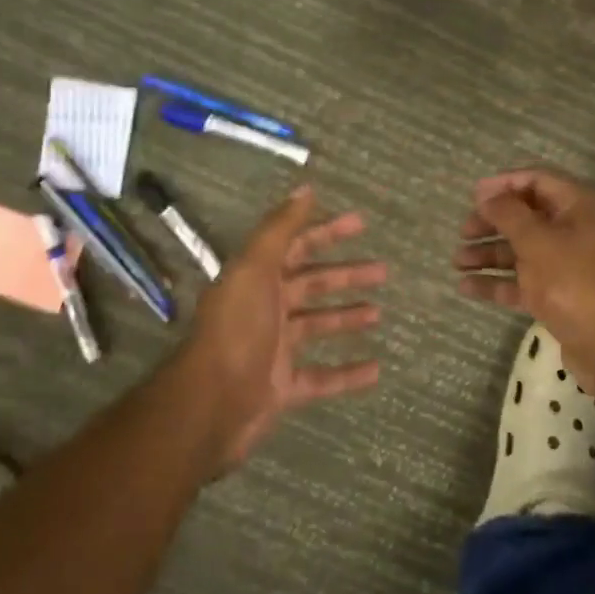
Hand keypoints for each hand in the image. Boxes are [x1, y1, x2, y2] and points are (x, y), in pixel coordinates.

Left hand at [180, 185, 385, 469]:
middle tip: (383, 270)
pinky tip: (376, 369)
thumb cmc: (237, 330)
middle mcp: (265, 309)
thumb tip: (305, 189)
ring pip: (317, 326)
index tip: (361, 223)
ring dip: (346, 318)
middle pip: (312, 285)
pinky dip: (347, 374)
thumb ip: (280, 230)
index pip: (297, 247)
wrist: (211, 404)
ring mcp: (274, 349)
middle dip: (345, 276)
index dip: (327, 232)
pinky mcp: (283, 387)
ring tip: (379, 313)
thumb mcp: (255, 270)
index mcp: (257, 279)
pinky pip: (321, 377)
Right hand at [453, 168, 594, 384]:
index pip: (537, 180)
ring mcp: (564, 264)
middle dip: (491, 222)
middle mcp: (572, 230)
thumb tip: (486, 194)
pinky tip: (465, 286)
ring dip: (488, 252)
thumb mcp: (536, 240)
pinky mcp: (556, 294)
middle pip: (525, 216)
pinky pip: (520, 280)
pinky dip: (496, 281)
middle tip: (463, 232)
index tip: (472, 195)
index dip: (504, 184)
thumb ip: (508, 213)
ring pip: (520, 250)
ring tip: (457, 261)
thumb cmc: (572, 280)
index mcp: (577, 207)